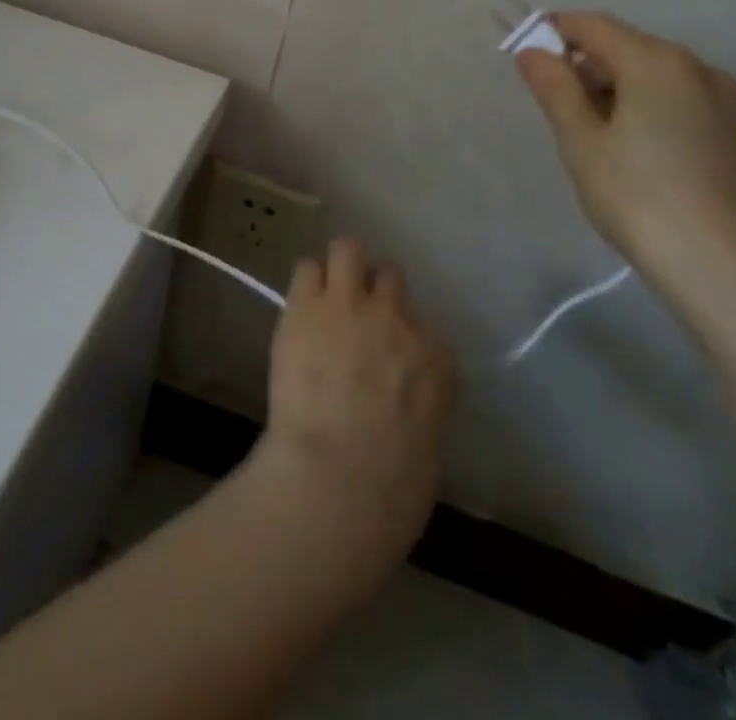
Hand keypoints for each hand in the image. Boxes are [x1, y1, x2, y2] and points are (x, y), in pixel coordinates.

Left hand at [246, 239, 456, 591]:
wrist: (340, 475)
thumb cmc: (391, 487)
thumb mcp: (427, 442)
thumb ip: (417, 403)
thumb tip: (397, 401)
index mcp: (435, 358)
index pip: (423, 327)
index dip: (401, 336)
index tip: (386, 354)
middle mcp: (396, 318)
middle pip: (389, 277)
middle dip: (372, 291)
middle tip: (354, 314)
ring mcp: (351, 304)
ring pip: (348, 249)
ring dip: (339, 267)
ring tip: (325, 291)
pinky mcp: (307, 304)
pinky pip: (307, 268)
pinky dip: (306, 282)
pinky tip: (300, 304)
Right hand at [515, 11, 735, 306]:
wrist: (728, 271)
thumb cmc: (639, 199)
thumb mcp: (581, 142)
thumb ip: (555, 88)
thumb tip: (532, 51)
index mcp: (657, 62)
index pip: (593, 26)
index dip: (554, 33)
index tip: (526, 57)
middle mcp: (698, 69)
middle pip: (627, 47)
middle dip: (586, 66)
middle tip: (556, 110)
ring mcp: (727, 101)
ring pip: (656, 76)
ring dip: (617, 89)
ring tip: (595, 138)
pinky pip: (681, 101)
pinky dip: (649, 108)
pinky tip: (636, 152)